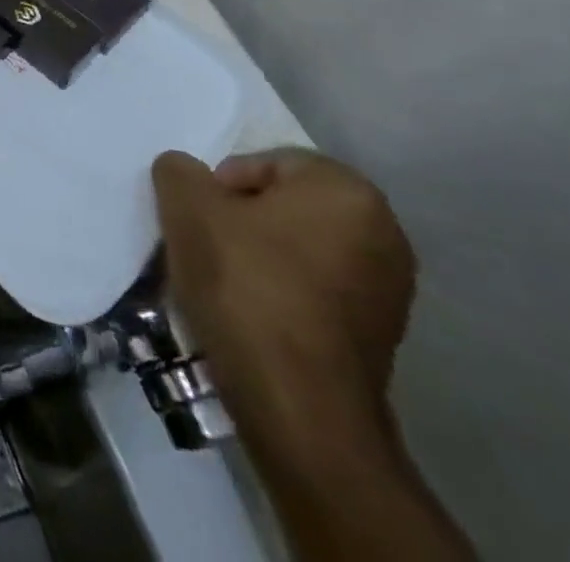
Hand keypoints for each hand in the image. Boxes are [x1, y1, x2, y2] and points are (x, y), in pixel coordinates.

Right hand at [151, 148, 415, 451]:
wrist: (298, 405)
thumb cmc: (246, 284)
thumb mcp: (187, 206)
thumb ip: (179, 171)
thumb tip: (186, 174)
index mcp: (347, 190)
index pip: (266, 163)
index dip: (222, 186)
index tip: (202, 220)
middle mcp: (384, 232)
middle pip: (285, 205)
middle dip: (242, 220)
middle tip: (207, 245)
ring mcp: (390, 289)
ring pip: (298, 248)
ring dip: (260, 256)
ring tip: (225, 283)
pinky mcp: (382, 335)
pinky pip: (317, 290)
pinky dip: (283, 292)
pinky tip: (253, 315)